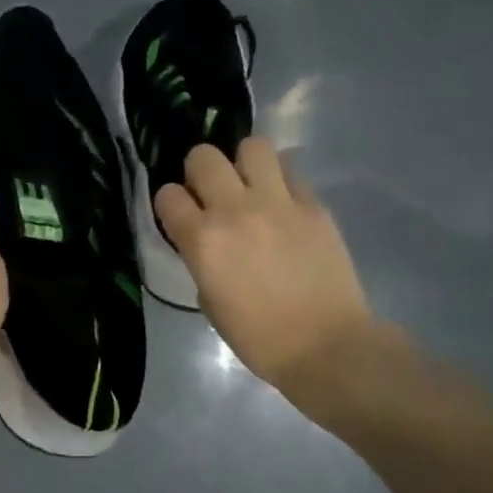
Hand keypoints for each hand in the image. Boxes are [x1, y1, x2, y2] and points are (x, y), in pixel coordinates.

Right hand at [155, 140, 376, 393]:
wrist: (324, 345)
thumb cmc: (258, 337)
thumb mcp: (210, 301)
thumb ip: (201, 259)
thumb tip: (206, 241)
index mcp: (202, 240)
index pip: (167, 195)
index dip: (170, 204)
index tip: (179, 216)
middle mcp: (235, 210)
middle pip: (204, 156)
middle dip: (200, 171)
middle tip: (212, 193)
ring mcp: (278, 203)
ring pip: (252, 146)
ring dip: (243, 163)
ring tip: (250, 186)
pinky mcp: (314, 205)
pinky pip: (291, 171)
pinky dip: (280, 180)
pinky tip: (282, 203)